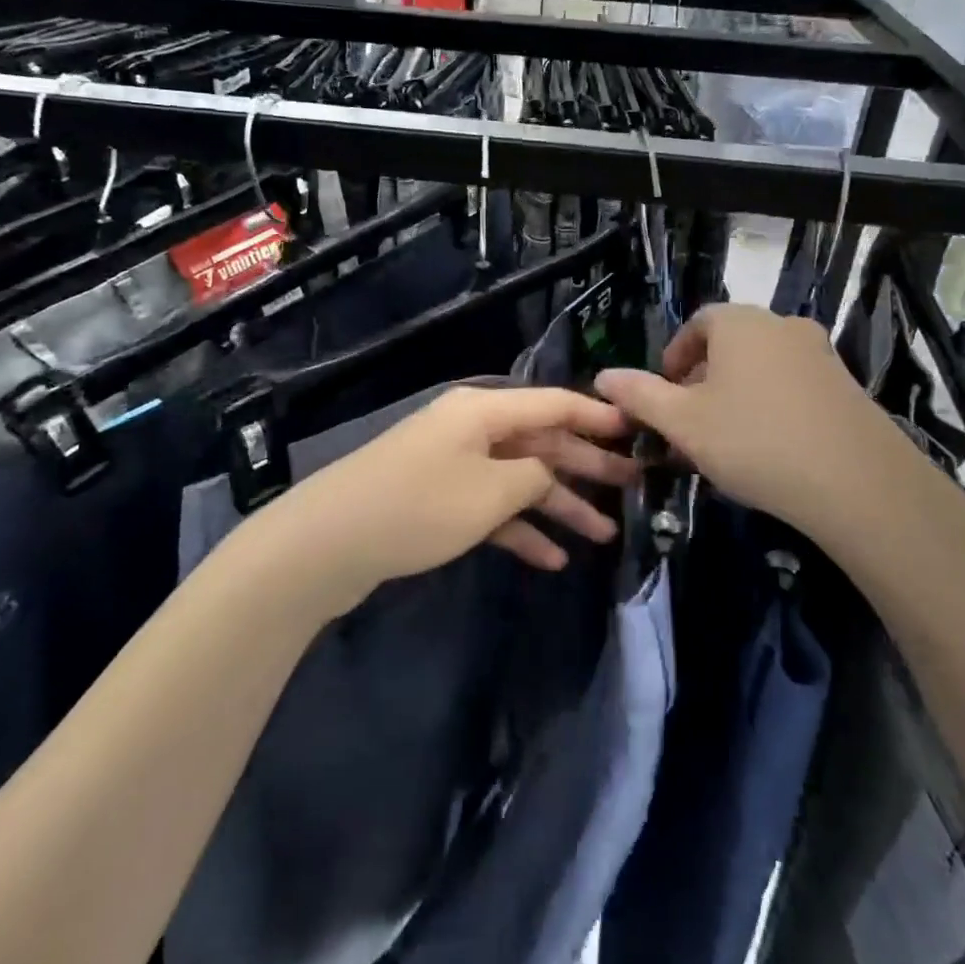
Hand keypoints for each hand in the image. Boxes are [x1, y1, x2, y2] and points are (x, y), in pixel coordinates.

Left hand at [274, 386, 635, 605]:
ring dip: (558, 505)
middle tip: (634, 487)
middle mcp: (470, 428)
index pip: (555, 403)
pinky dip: (518, 528)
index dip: (598, 416)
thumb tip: (547, 474)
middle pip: (541, 441)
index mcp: (484, 410)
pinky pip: (490, 507)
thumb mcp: (491, 491)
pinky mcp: (436, 499)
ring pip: (518, 478)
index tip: (637, 429)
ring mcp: (452, 464)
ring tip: (604, 535)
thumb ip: (534, 477)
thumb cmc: (419, 505)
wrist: (328, 543)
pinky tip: (551, 559)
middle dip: (586, 466)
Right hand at [595, 304, 922, 539]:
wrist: (856, 481)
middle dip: (703, 379)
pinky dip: (771, 406)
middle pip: (731, 344)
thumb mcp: (683, 422)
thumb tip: (603, 376)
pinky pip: (794, 386)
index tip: (665, 392)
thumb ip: (640, 396)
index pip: (698, 323)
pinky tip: (769, 449)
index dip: (675, 355)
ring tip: (725, 440)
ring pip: (762, 367)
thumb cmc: (753, 441)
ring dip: (737, 395)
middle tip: (690, 422)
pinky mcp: (847, 386)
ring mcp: (820, 354)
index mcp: (740, 323)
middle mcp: (782, 326)